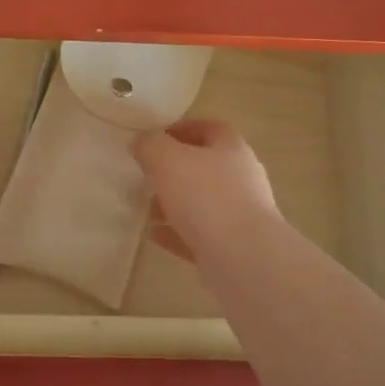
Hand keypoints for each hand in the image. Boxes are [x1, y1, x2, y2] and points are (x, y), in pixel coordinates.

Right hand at [132, 118, 280, 262]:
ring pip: (201, 203)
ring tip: (147, 210)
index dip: (183, 129)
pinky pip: (199, 234)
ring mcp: (240, 214)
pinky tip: (155, 235)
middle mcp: (241, 178)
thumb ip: (151, 145)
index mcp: (231, 149)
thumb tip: (142, 142)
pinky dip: (177, 232)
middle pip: (204, 167)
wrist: (242, 257)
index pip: (209, 128)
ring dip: (173, 204)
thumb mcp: (167, 159)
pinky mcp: (233, 246)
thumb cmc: (205, 196)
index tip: (156, 139)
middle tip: (147, 177)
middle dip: (173, 171)